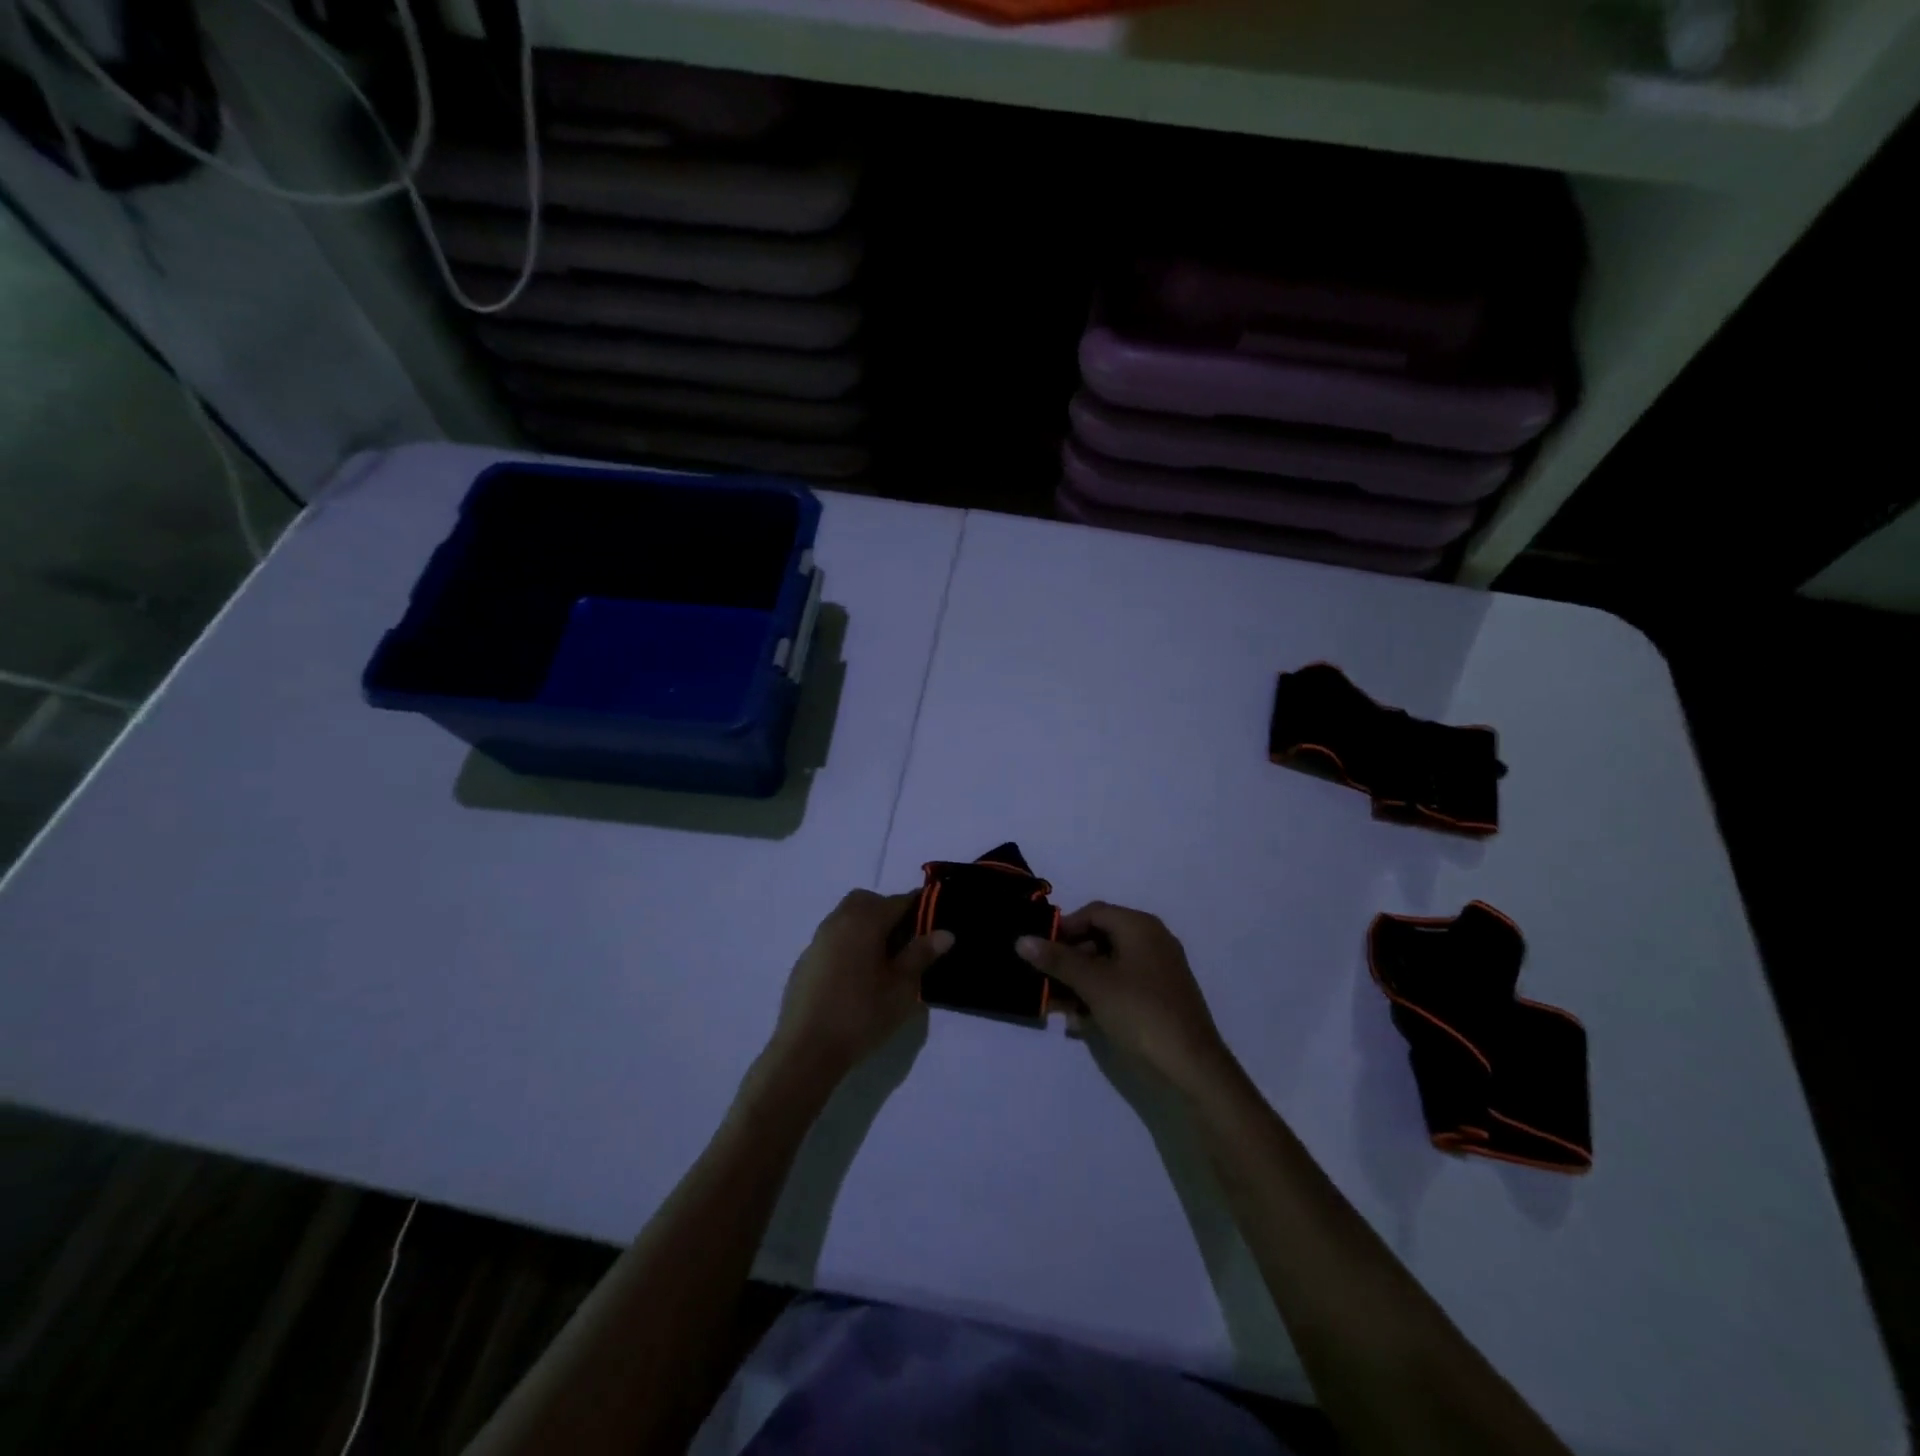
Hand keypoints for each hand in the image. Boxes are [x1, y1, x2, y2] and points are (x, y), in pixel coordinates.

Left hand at [770, 890, 951, 1080]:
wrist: (806, 1050)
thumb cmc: (862, 1015)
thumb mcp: (902, 987)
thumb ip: (921, 955)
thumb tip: (945, 932)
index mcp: (865, 920)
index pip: (899, 901)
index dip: (919, 909)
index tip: (933, 926)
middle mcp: (838, 920)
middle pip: (868, 902)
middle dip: (889, 912)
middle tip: (906, 942)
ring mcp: (818, 940)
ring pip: (847, 917)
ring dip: (867, 927)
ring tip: (883, 961)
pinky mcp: (806, 960)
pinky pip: (833, 938)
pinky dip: (849, 944)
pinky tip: (856, 976)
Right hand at [1017, 902, 1232, 1092]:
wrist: (1193, 1067)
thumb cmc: (1140, 1012)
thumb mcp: (1093, 984)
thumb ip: (1057, 960)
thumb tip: (1021, 939)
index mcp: (1139, 926)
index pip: (1093, 912)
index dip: (1063, 929)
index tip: (1039, 952)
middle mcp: (1152, 940)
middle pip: (1100, 938)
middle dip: (1069, 959)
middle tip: (1044, 982)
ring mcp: (1158, 970)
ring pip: (1109, 965)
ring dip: (1079, 982)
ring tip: (1056, 1007)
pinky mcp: (1160, 997)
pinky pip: (1122, 986)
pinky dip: (1099, 996)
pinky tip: (1079, 1022)